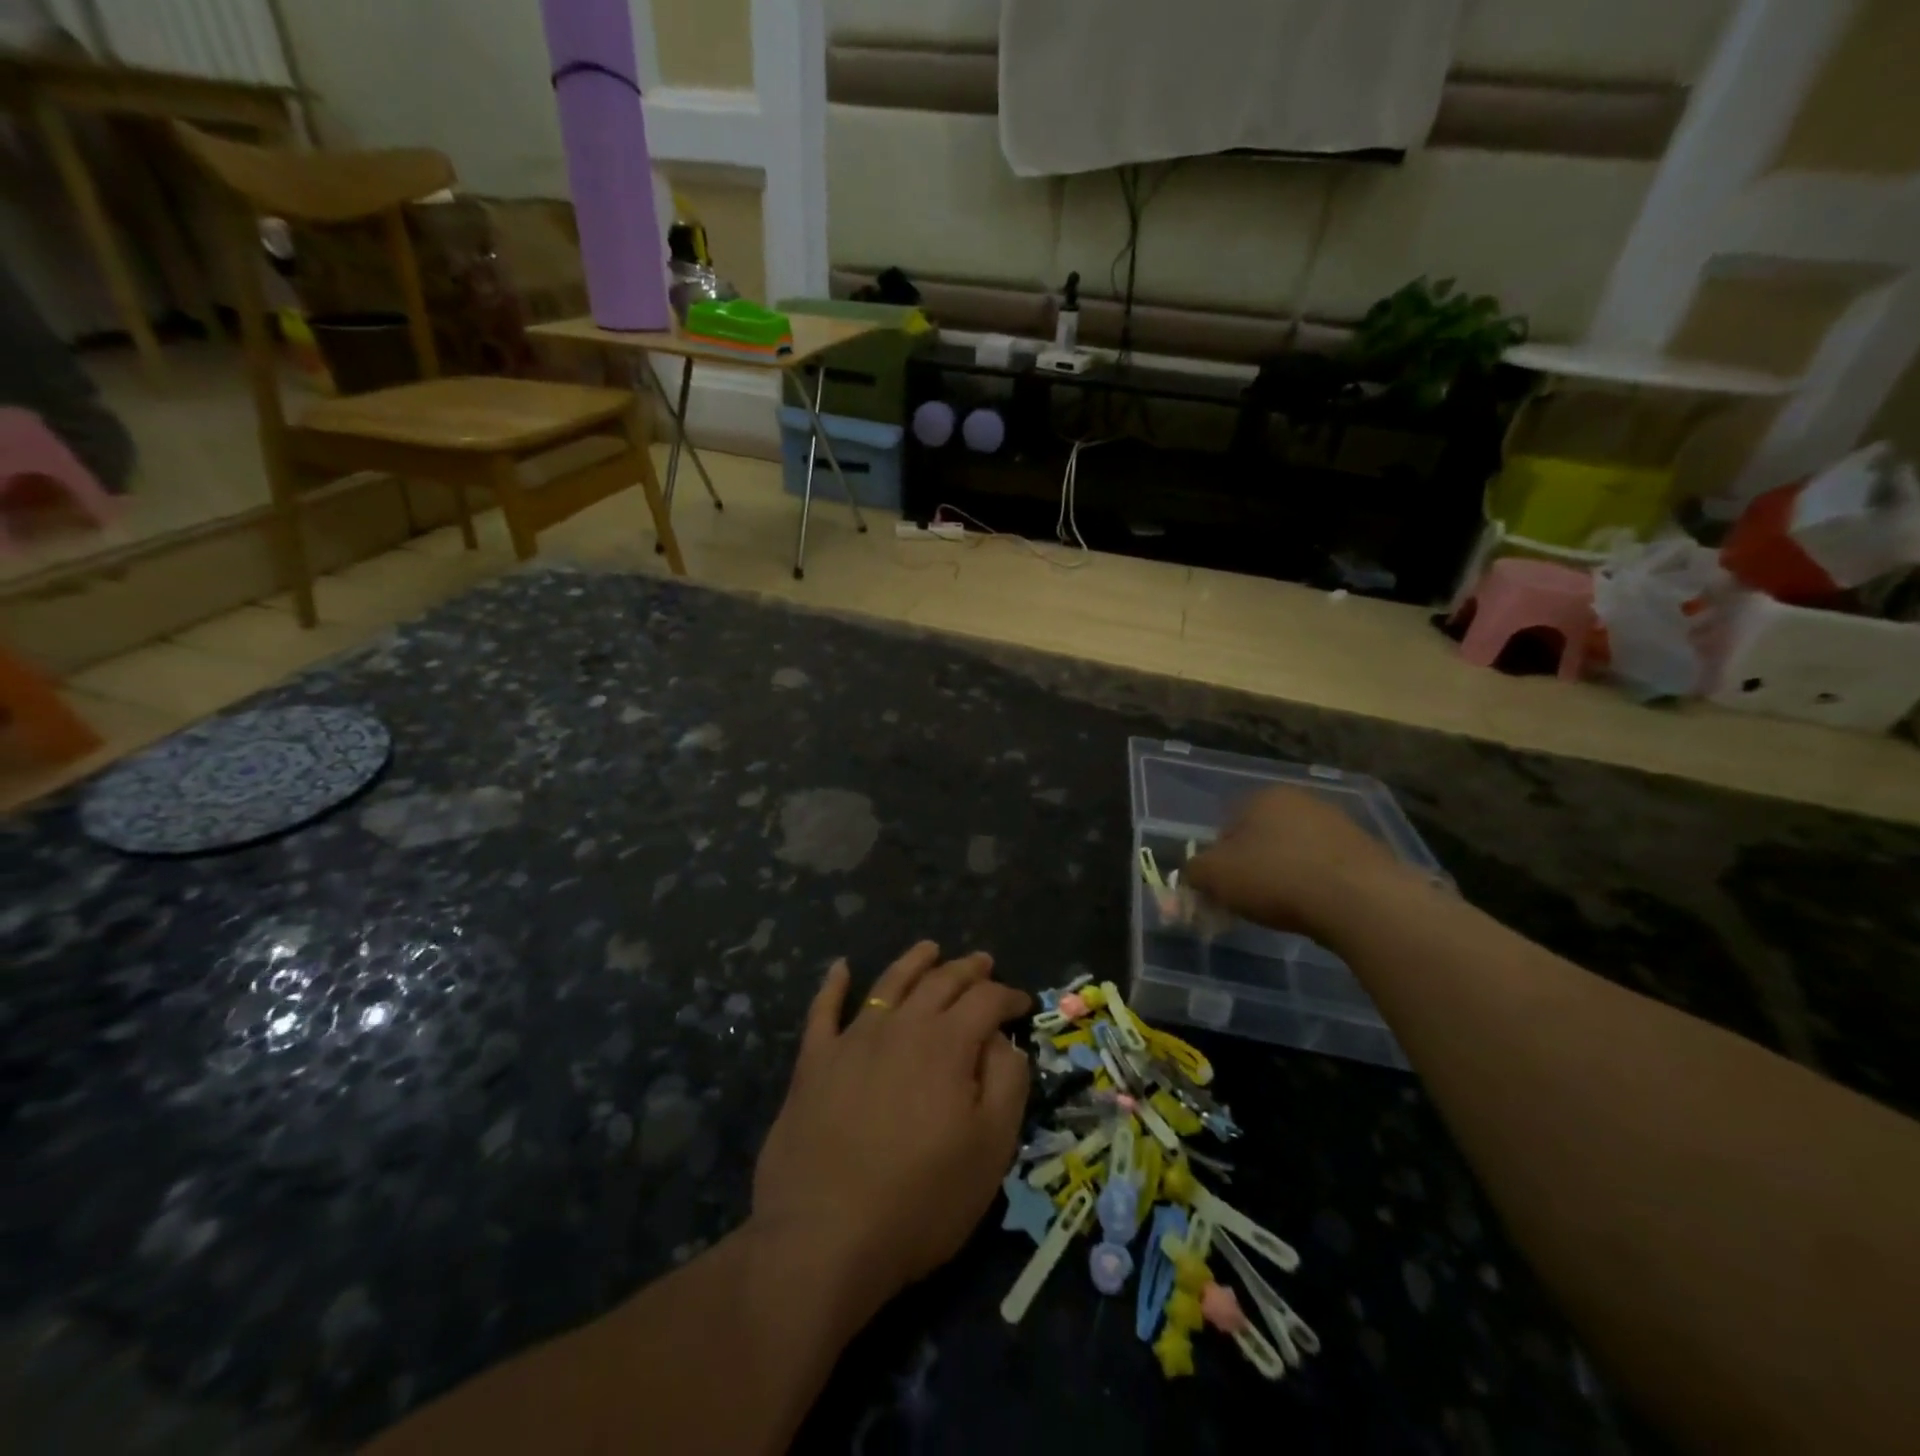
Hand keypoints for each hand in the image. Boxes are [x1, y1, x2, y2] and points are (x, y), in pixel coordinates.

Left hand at [751, 941, 1031, 1315]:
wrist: (824, 1236)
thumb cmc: (921, 1200)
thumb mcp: (990, 1149)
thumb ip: (1007, 1084)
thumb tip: (1004, 1042)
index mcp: (947, 1044)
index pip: (986, 1001)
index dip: (1008, 996)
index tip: (1022, 1003)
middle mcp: (902, 1027)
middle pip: (940, 982)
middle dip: (967, 969)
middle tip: (983, 962)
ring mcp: (853, 1040)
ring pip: (889, 984)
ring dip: (913, 962)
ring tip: (929, 948)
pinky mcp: (814, 1063)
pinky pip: (823, 1011)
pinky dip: (832, 984)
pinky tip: (840, 967)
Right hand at [1183, 786, 1414, 940]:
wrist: (1360, 900)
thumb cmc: (1275, 878)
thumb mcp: (1214, 876)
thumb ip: (1194, 871)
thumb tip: (1194, 874)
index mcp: (1263, 796)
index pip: (1227, 825)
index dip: (1220, 860)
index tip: (1223, 889)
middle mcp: (1302, 800)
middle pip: (1264, 836)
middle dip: (1255, 865)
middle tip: (1251, 899)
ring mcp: (1340, 823)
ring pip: (1298, 851)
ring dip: (1288, 874)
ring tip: (1287, 909)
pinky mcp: (1369, 851)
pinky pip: (1329, 868)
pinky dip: (1318, 885)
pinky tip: (1318, 909)